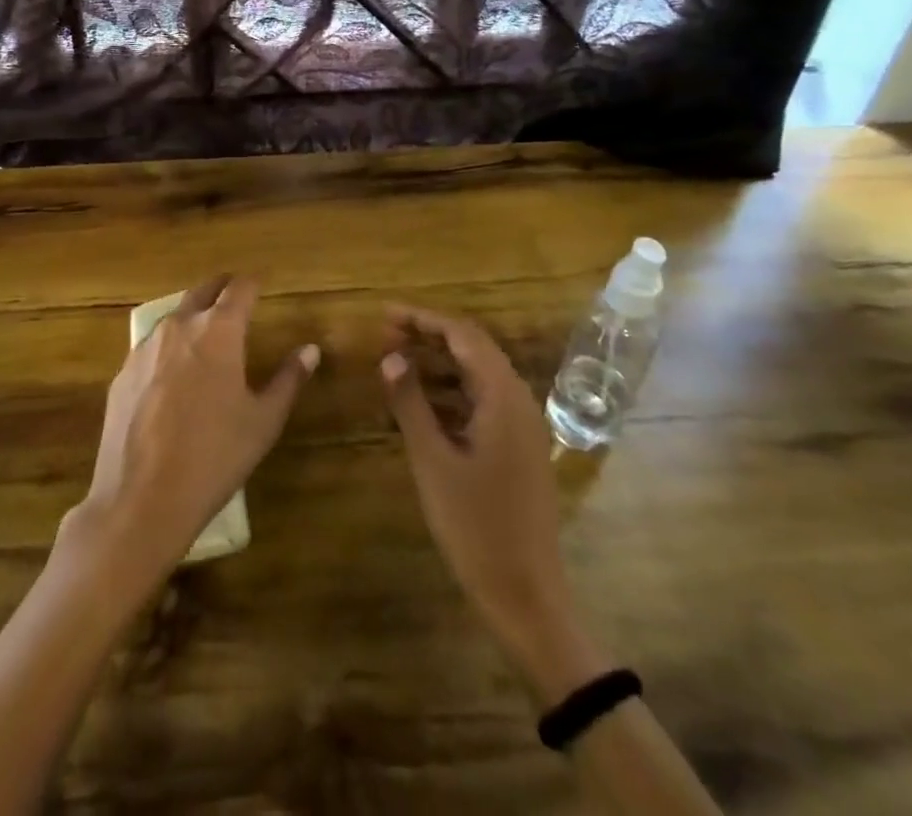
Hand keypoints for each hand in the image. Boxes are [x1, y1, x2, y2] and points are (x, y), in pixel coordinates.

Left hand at [65, 276, 319, 586]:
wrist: (141, 499)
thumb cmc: (214, 456)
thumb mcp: (263, 421)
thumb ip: (288, 379)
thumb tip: (310, 350)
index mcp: (218, 331)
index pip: (239, 289)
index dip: (253, 282)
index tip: (262, 283)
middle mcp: (179, 327)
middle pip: (202, 291)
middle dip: (221, 288)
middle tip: (235, 294)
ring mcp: (144, 348)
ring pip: (173, 317)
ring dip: (192, 316)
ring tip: (206, 333)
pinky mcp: (122, 373)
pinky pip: (150, 348)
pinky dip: (167, 348)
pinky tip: (172, 375)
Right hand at [380, 306, 601, 703]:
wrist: (527, 596)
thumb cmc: (476, 527)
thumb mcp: (433, 461)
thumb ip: (411, 403)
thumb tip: (391, 357)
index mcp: (503, 397)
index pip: (463, 335)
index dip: (423, 319)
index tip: (384, 316)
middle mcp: (518, 401)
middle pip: (473, 349)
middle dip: (429, 336)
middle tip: (385, 336)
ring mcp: (522, 426)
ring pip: (478, 376)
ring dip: (439, 364)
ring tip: (397, 363)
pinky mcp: (518, 448)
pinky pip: (483, 402)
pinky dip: (451, 392)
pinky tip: (422, 404)